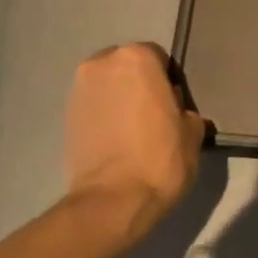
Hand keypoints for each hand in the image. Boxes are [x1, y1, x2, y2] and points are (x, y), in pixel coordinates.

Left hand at [65, 43, 208, 223]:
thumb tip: (177, 111)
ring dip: (119, 99)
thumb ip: (184, 109)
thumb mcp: (193, 131)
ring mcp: (79, 90)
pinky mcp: (65, 117)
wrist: (113, 201)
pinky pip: (93, 106)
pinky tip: (116, 140)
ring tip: (132, 129)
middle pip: (127, 66)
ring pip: (107, 85)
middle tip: (153, 113)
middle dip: (139, 84)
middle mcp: (102, 64)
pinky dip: (103, 116)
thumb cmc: (160, 157)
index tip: (174, 103)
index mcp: (137, 57)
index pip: (158, 57)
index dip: (168, 79)